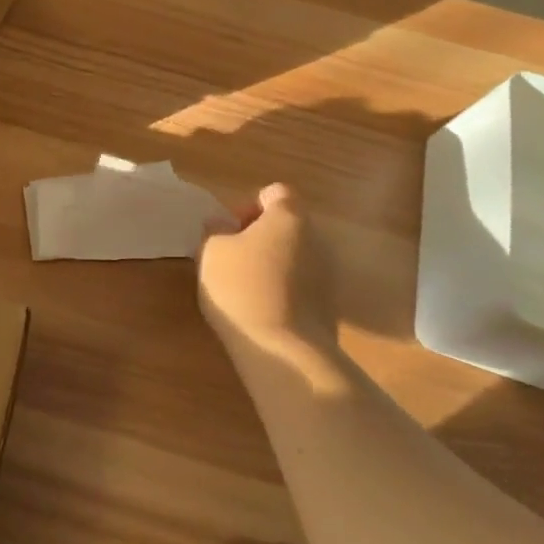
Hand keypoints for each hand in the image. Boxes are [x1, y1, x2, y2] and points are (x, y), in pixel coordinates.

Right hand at [197, 183, 330, 356]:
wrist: (284, 351)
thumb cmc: (242, 287)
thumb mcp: (211, 252)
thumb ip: (215, 230)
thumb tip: (221, 223)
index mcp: (289, 217)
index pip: (276, 192)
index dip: (250, 204)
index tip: (231, 229)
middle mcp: (317, 239)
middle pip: (288, 225)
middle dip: (261, 236)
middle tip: (232, 257)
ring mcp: (328, 274)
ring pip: (296, 257)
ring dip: (273, 264)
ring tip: (245, 288)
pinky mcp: (331, 307)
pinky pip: (303, 286)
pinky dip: (284, 291)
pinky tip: (262, 311)